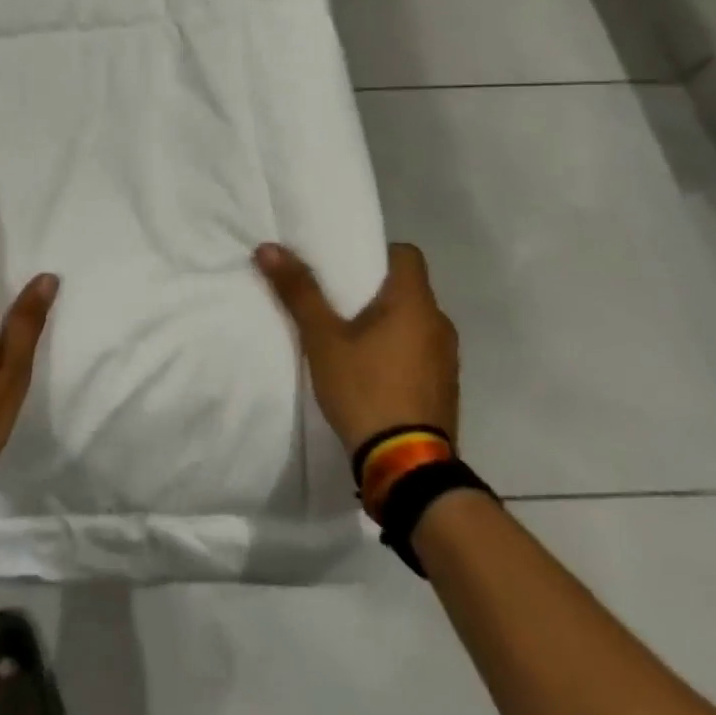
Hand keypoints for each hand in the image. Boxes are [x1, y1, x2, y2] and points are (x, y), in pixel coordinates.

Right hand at [253, 241, 458, 455]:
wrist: (406, 466)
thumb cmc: (365, 389)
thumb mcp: (322, 339)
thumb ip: (299, 292)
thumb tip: (268, 248)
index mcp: (415, 303)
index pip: (405, 254)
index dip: (376, 252)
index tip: (345, 264)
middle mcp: (439, 324)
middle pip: (407, 288)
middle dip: (372, 289)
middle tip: (334, 297)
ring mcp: (446, 359)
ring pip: (413, 322)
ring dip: (385, 322)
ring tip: (347, 335)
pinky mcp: (444, 388)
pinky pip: (419, 351)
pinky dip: (396, 349)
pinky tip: (368, 369)